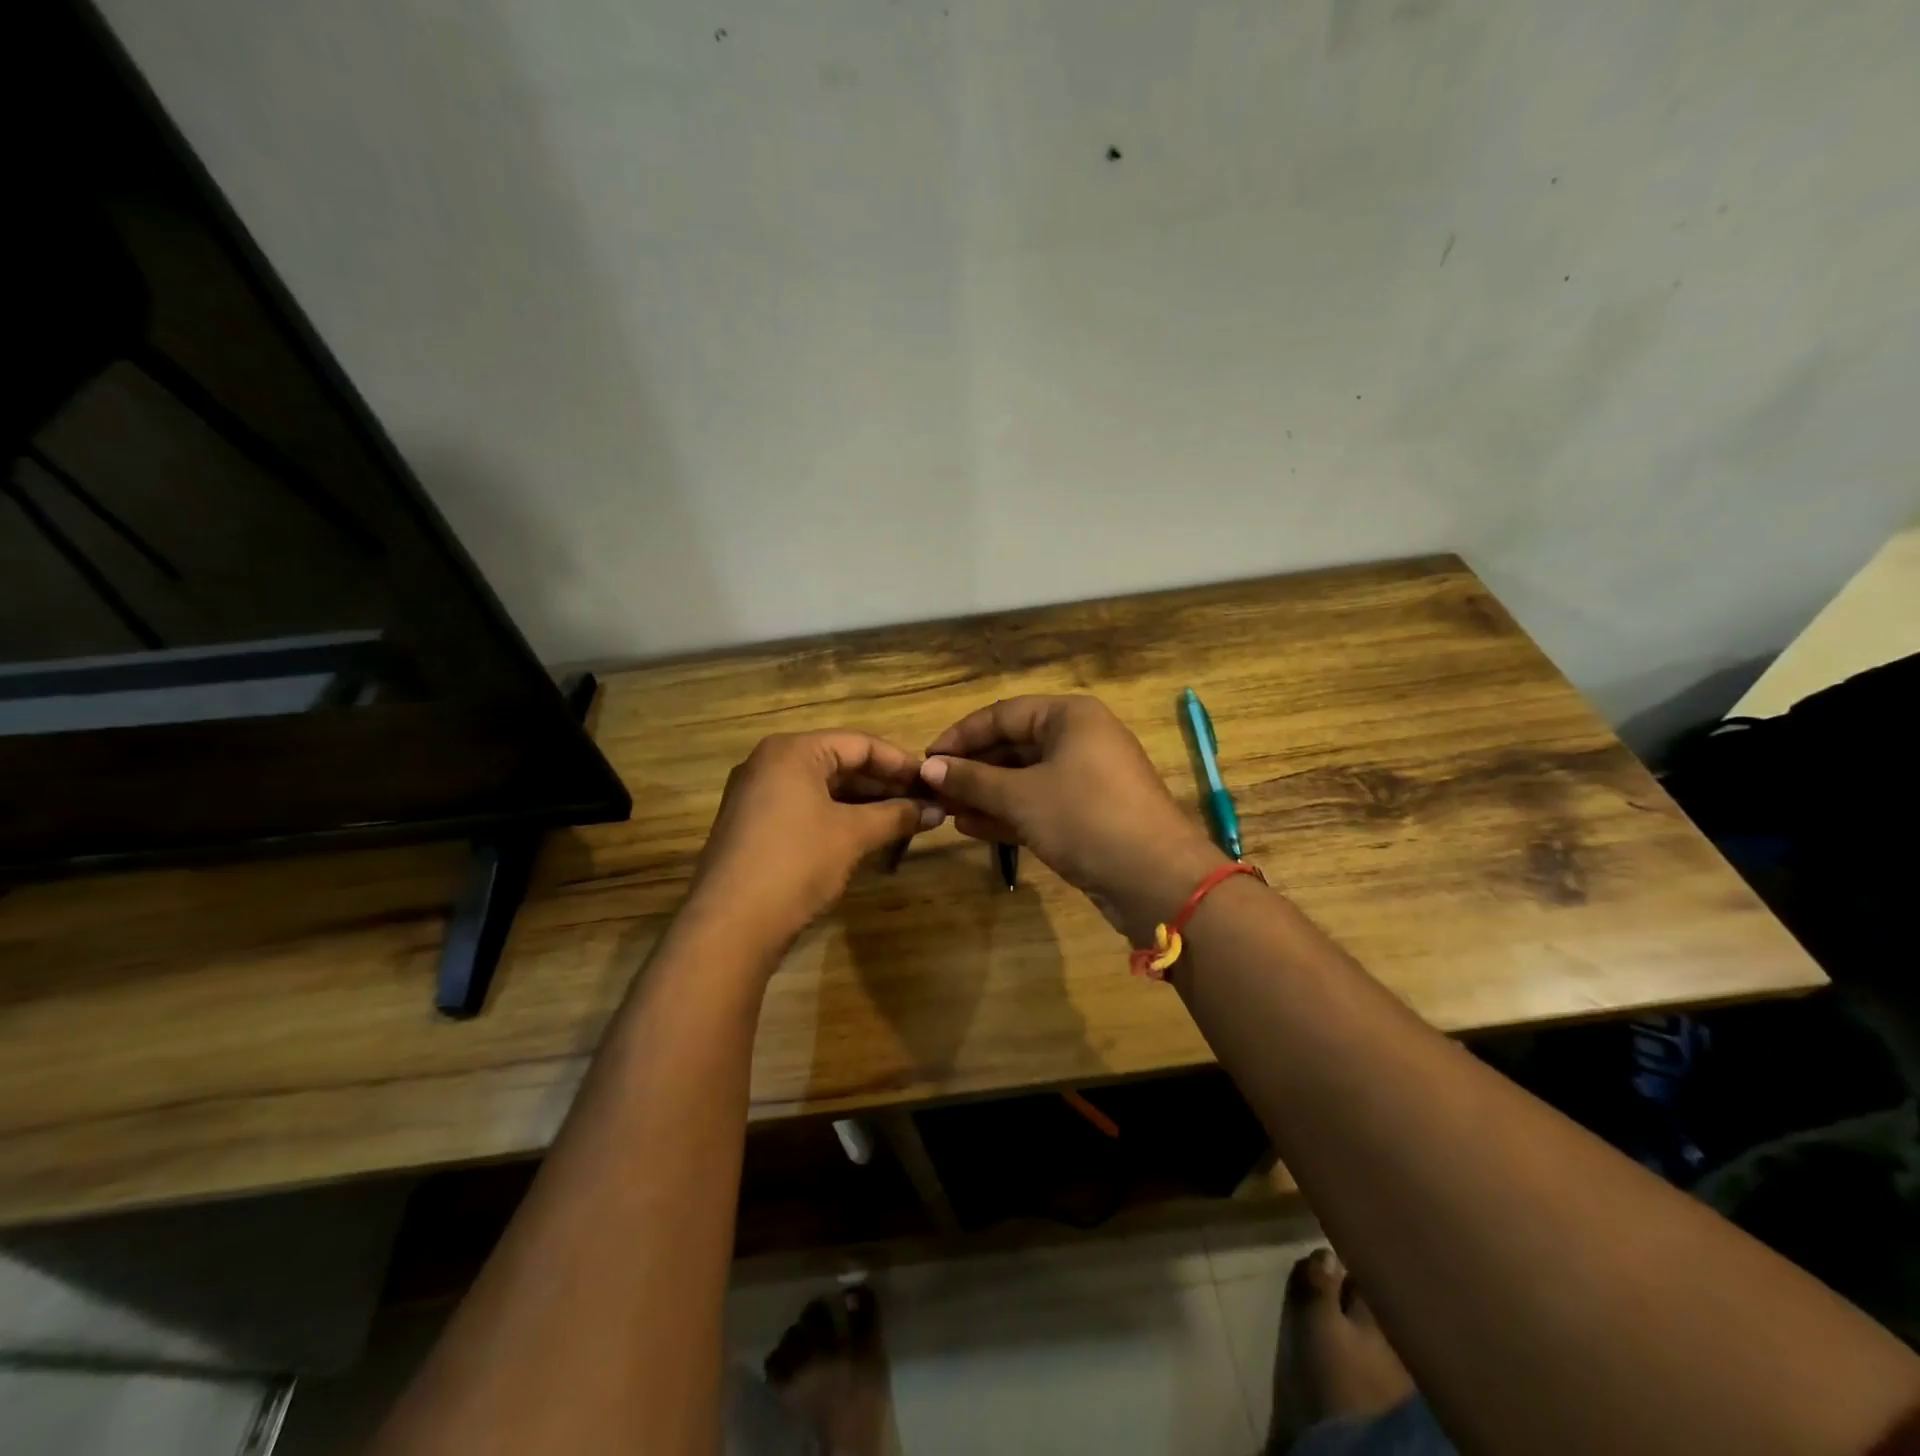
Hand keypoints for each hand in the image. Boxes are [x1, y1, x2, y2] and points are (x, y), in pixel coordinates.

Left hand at [688, 731, 944, 954]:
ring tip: (902, 819)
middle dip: (883, 784)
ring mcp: (755, 795)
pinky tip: (866, 834)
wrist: (730, 925)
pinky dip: (837, 816)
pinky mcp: (751, 825)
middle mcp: (769, 763)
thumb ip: (897, 816)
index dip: (900, 763)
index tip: (932, 782)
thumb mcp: (853, 835)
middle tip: (923, 803)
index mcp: (792, 751)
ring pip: (822, 787)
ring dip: (863, 802)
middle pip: (839, 762)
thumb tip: (937, 810)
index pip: (860, 744)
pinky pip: (803, 807)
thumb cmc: (796, 863)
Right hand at [918, 696, 1225, 941]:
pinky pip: (1039, 804)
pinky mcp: (1088, 814)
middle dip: (972, 769)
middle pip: (1013, 745)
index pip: (1002, 714)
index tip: (926, 760)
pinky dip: (1008, 813)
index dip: (961, 736)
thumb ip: (972, 779)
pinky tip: (971, 827)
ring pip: (1025, 778)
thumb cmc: (1085, 817)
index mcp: (1070, 716)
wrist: (1155, 879)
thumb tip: (929, 767)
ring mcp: (1086, 779)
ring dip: (985, 794)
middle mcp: (1080, 739)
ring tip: (945, 811)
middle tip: (933, 790)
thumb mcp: (1021, 796)